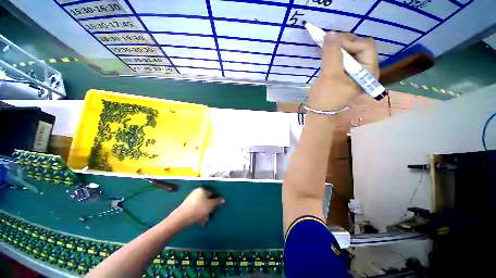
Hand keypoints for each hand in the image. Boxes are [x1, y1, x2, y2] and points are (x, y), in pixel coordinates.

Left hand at [175, 187, 223, 225]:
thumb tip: (223, 199)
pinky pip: (196, 209)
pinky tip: (199, 221)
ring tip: (205, 220)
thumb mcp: (210, 205)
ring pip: (201, 205)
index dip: (215, 200)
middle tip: (211, 214)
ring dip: (204, 212)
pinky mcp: (186, 206)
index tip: (216, 207)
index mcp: (202, 190)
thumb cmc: (198, 209)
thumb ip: (217, 202)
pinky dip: (198, 214)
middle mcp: (196, 192)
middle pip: (206, 199)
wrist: (181, 218)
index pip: (211, 193)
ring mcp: (190, 199)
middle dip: (209, 207)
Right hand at [308, 32, 378, 110]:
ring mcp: (355, 72)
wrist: (319, 112)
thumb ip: (332, 54)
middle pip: (359, 47)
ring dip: (338, 48)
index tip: (331, 42)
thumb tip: (330, 34)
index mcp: (369, 71)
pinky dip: (335, 54)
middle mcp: (366, 69)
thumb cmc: (326, 97)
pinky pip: (344, 58)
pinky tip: (327, 54)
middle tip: (328, 42)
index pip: (365, 46)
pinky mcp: (346, 74)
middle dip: (344, 43)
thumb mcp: (330, 75)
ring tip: (326, 47)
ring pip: (351, 51)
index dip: (349, 41)